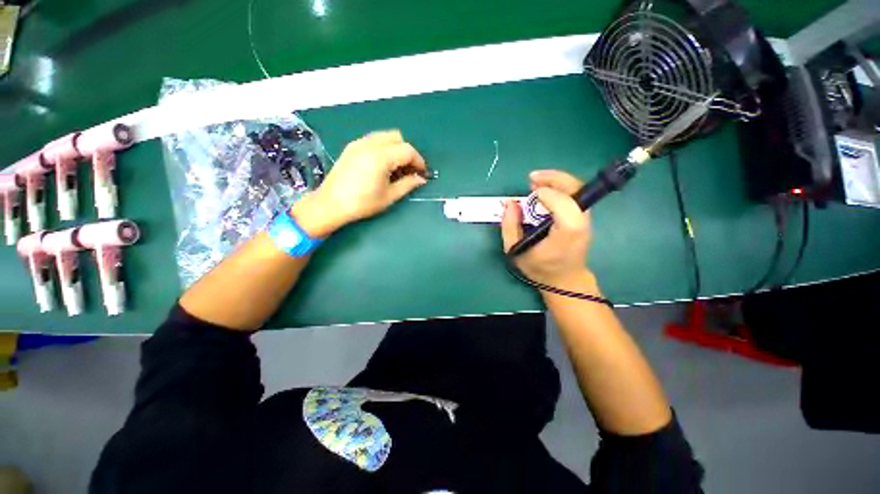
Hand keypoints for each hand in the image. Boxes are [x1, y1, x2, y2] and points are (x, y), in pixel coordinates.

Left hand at [291, 130, 426, 236]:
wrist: (331, 204)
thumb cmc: (362, 203)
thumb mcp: (389, 196)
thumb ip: (408, 184)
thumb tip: (421, 179)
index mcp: (380, 157)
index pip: (407, 150)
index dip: (418, 161)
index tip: (422, 173)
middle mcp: (370, 144)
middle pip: (397, 138)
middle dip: (407, 152)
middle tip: (409, 170)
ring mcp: (359, 143)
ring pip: (385, 136)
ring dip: (395, 149)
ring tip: (396, 168)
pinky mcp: (352, 147)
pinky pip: (374, 140)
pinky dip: (384, 148)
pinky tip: (382, 165)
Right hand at [501, 170, 595, 290]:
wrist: (565, 280)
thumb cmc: (540, 268)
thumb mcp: (516, 251)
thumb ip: (510, 226)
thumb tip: (510, 203)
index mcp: (567, 232)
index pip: (564, 204)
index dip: (546, 195)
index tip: (528, 196)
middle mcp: (581, 222)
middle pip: (575, 189)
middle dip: (553, 179)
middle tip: (531, 179)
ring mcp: (585, 218)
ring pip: (576, 188)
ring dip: (555, 181)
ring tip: (535, 183)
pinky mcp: (583, 217)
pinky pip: (574, 195)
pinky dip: (559, 188)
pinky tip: (544, 191)